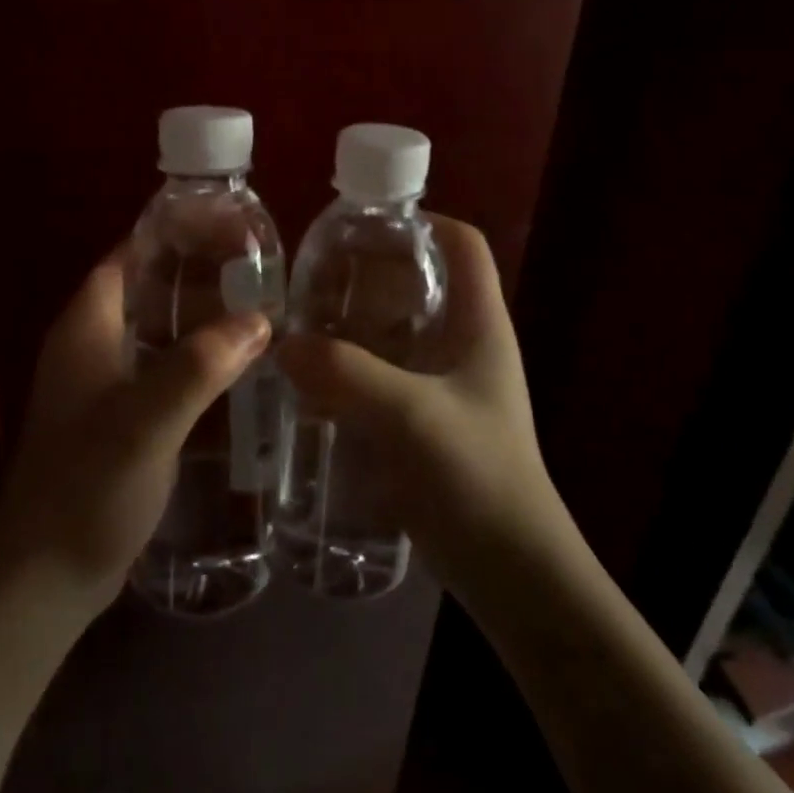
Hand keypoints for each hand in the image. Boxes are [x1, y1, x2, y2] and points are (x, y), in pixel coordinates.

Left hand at [0, 246, 271, 628]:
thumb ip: (200, 365)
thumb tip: (259, 319)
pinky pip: (163, 369)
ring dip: (201, 316)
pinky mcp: (119, 420)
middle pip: (147, 288)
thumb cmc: (86, 489)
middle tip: (260, 266)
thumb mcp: (146, 421)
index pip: (129, 255)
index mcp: (86, 328)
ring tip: (261, 307)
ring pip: (158, 330)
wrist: (43, 582)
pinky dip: (198, 358)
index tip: (228, 224)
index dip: (173, 233)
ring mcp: (103, 386)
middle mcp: (91, 346)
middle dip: (198, 272)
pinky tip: (239, 367)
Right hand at [277, 217, 567, 603]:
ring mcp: (442, 384)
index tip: (361, 225)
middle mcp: (463, 343)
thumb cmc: (478, 477)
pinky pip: (380, 375)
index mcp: (479, 323)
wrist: (510, 571)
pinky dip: (347, 368)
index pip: (462, 244)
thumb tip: (283, 344)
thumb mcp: (412, 416)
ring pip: (393, 331)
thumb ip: (347, 375)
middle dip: (366, 274)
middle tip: (310, 278)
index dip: (421, 221)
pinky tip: (307, 379)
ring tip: (297, 322)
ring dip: (350, 325)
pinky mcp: (422, 420)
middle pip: (417, 282)